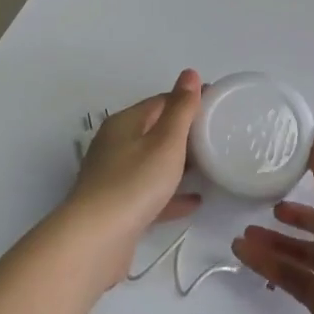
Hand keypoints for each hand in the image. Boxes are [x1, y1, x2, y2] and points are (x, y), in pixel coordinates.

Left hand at [61, 70, 202, 290]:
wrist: (96, 240)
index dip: (188, 100)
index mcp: (125, 123)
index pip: (160, 101)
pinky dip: (170, 194)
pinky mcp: (117, 208)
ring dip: (178, 163)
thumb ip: (181, 109)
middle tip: (218, 135)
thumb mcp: (165, 142)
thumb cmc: (134, 183)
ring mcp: (114, 177)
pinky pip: (149, 193)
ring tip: (209, 165)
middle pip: (154, 131)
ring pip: (151, 163)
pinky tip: (194, 201)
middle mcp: (115, 145)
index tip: (217, 104)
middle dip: (184, 132)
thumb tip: (189, 73)